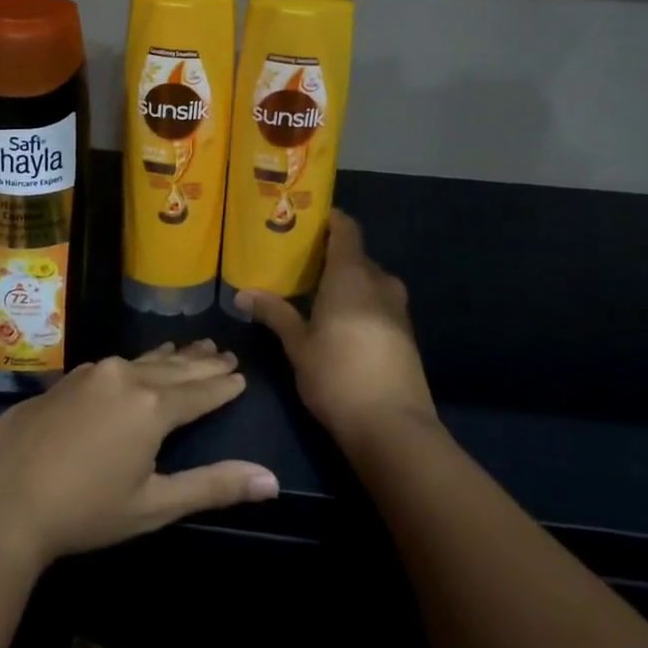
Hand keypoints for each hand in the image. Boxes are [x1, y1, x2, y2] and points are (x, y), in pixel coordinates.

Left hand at [0, 342, 279, 571]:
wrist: (2, 503)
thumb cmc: (84, 511)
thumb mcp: (154, 505)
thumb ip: (213, 486)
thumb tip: (271, 480)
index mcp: (152, 406)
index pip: (200, 390)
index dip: (223, 385)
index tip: (242, 375)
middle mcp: (124, 378)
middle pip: (174, 367)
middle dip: (201, 362)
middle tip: (224, 352)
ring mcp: (90, 374)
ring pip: (141, 360)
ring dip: (169, 357)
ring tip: (190, 347)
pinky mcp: (64, 380)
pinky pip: (112, 365)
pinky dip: (135, 364)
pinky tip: (134, 366)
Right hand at [238, 210, 437, 450]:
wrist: (394, 427)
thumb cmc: (337, 376)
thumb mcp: (298, 345)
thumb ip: (275, 313)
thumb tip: (242, 294)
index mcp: (352, 275)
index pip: (346, 229)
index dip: (329, 220)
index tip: (305, 220)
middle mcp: (380, 282)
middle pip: (356, 256)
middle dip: (330, 256)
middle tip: (297, 262)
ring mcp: (398, 309)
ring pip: (369, 282)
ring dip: (346, 282)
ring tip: (314, 292)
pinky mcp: (406, 334)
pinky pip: (378, 303)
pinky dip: (359, 303)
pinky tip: (338, 323)